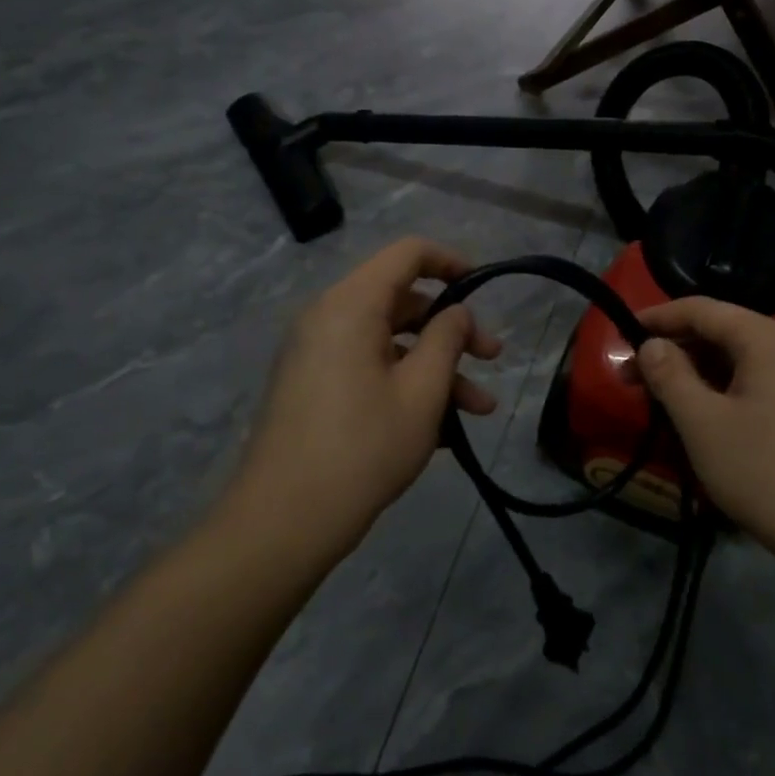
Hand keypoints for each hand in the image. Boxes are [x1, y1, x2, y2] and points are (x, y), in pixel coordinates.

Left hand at [232, 239, 501, 556]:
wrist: (283, 521)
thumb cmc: (363, 448)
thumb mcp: (421, 392)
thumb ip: (446, 339)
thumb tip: (456, 311)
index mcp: (350, 305)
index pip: (406, 254)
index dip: (450, 262)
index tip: (482, 289)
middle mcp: (327, 318)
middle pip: (400, 301)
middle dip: (451, 329)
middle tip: (491, 360)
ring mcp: (315, 353)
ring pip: (388, 342)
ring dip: (435, 368)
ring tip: (480, 410)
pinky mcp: (312, 386)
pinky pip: (367, 368)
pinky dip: (404, 384)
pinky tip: (442, 429)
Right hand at [635, 297, 774, 552]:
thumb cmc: (763, 470)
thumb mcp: (702, 421)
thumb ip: (670, 375)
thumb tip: (651, 344)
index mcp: (766, 339)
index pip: (702, 309)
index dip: (658, 317)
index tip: (621, 332)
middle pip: (721, 332)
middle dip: (673, 348)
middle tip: (632, 373)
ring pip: (737, 360)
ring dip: (695, 372)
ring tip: (659, 396)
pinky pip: (755, 383)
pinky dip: (720, 389)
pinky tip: (700, 416)